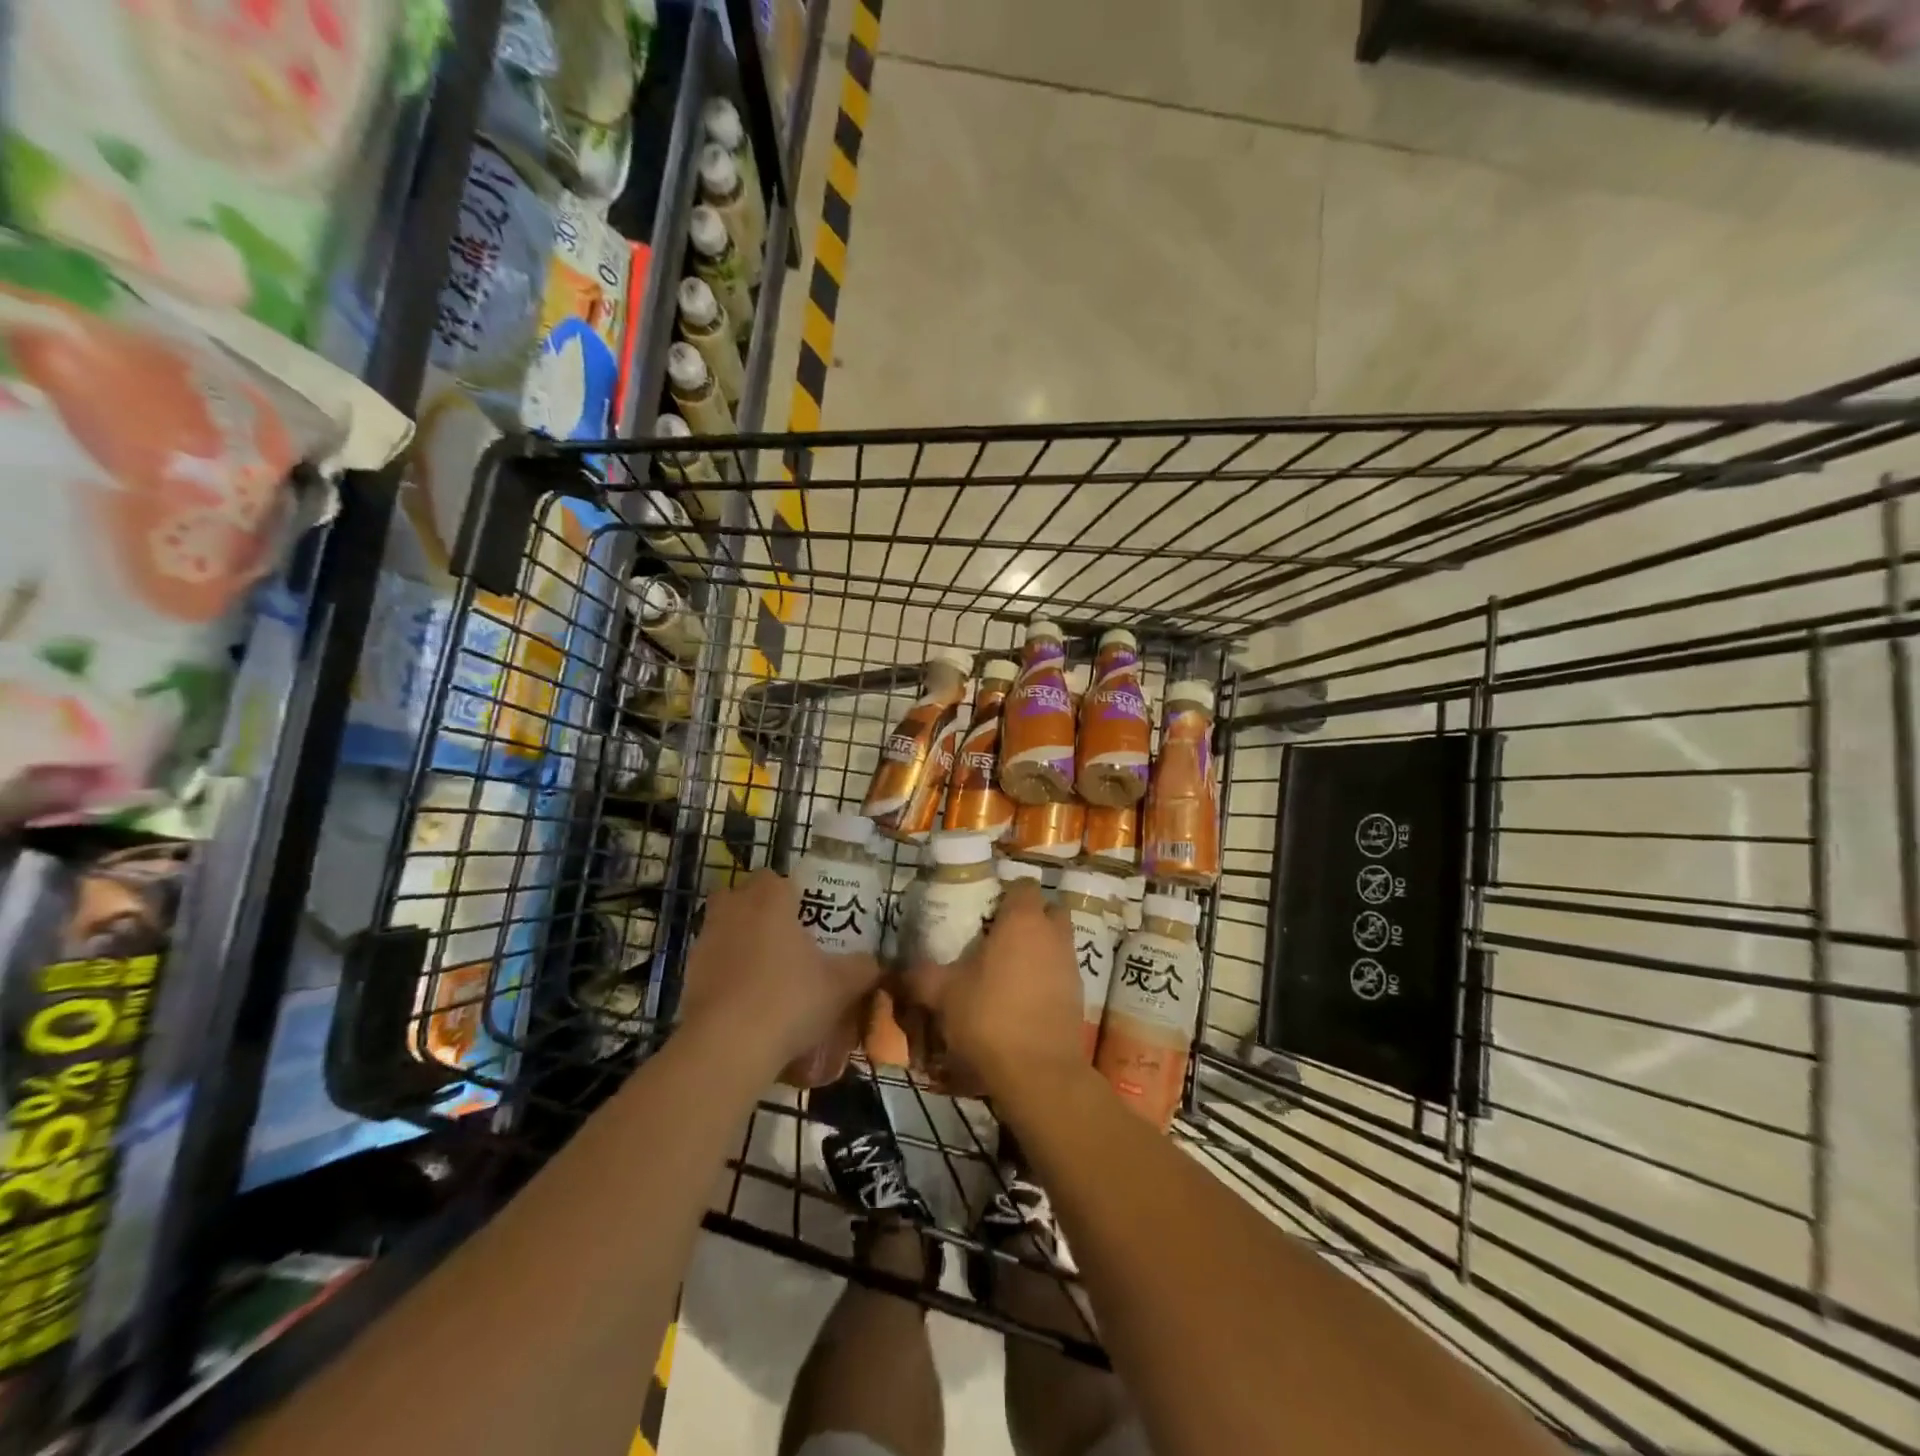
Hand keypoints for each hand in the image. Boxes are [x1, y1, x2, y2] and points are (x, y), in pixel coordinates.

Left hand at [676, 870, 883, 1081]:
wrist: (728, 1047)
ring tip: (766, 975)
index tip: (804, 916)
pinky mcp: (687, 978)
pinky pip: (710, 965)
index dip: (788, 893)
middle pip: (739, 896)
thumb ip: (863, 968)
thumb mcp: (841, 985)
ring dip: (739, 943)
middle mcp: (733, 912)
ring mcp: (704, 944)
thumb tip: (874, 963)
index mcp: (769, 901)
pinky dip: (725, 975)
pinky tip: (746, 1003)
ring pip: (722, 930)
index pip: (773, 878)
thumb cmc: (790, 999)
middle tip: (783, 938)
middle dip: (756, 911)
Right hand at [900, 881, 1084, 1097]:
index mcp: (1023, 920)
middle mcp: (1053, 934)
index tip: (984, 909)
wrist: (1039, 1073)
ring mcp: (1070, 965)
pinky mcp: (1079, 995)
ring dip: (1039, 948)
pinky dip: (1046, 977)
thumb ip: (920, 976)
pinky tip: (1022, 999)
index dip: (1005, 893)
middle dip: (1029, 917)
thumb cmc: (989, 1018)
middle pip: (1048, 909)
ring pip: (1057, 941)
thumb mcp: (944, 995)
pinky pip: (1061, 972)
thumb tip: (896, 970)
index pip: (1023, 885)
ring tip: (1008, 970)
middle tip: (999, 935)